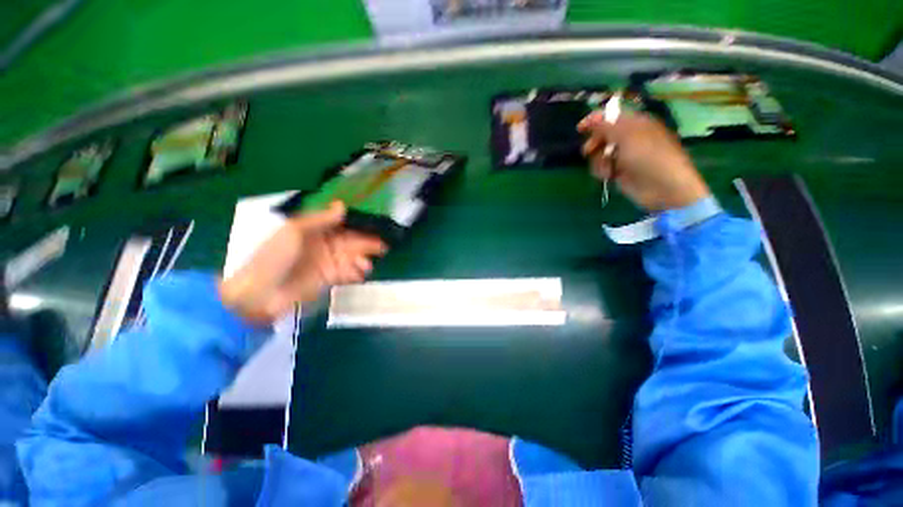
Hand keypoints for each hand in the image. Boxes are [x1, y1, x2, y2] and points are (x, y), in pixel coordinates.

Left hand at [219, 202, 386, 324]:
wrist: (259, 294)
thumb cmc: (275, 257)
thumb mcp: (294, 231)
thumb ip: (321, 220)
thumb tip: (342, 205)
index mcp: (314, 230)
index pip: (341, 225)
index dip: (358, 225)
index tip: (375, 225)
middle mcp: (323, 244)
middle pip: (350, 242)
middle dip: (366, 244)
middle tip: (383, 247)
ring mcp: (327, 262)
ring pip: (351, 257)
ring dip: (362, 260)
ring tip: (367, 265)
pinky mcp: (329, 278)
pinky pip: (347, 272)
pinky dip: (356, 273)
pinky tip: (362, 273)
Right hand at [578, 111, 710, 211]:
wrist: (662, 187)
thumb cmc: (648, 157)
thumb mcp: (627, 135)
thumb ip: (607, 126)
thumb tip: (591, 118)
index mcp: (636, 123)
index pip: (611, 116)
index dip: (595, 120)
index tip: (579, 129)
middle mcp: (629, 137)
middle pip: (603, 135)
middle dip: (595, 143)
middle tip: (589, 151)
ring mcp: (624, 155)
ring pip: (600, 153)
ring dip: (598, 160)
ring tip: (607, 168)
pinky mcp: (619, 171)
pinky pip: (602, 167)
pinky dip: (602, 170)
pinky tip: (609, 176)